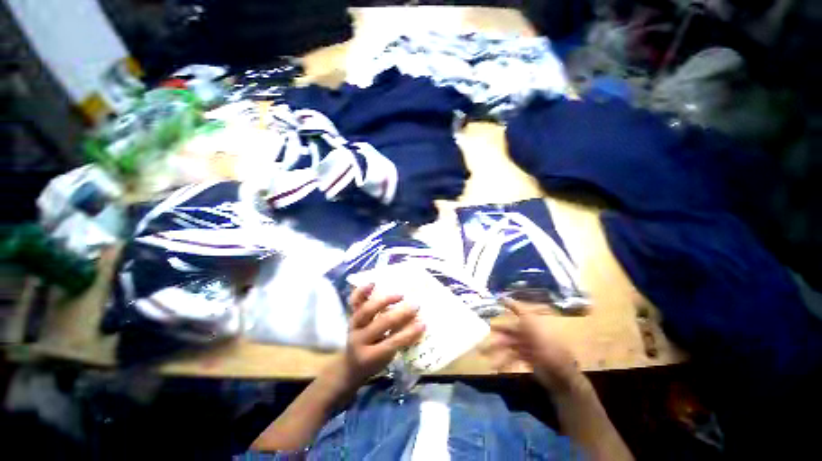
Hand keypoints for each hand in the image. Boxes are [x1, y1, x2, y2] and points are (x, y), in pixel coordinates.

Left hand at [341, 284, 425, 386]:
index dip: (408, 334)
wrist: (350, 365)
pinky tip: (373, 283)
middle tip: (415, 305)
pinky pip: (354, 302)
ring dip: (385, 301)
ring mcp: (353, 326)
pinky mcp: (350, 316)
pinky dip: (362, 291)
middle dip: (400, 314)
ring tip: (400, 295)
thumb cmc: (375, 362)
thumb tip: (418, 323)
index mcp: (370, 357)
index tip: (424, 324)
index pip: (392, 343)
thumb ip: (401, 342)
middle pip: (381, 324)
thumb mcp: (388, 359)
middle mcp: (359, 340)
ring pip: (367, 311)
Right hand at [481, 298, 583, 392]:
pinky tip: (494, 366)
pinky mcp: (526, 359)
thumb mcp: (532, 323)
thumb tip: (504, 297)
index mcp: (531, 323)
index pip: (518, 311)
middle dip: (497, 333)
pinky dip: (503, 361)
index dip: (510, 305)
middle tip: (484, 332)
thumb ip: (518, 309)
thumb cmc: (546, 344)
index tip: (498, 300)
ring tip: (482, 353)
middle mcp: (528, 333)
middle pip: (509, 331)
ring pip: (507, 345)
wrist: (560, 374)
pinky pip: (511, 358)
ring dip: (495, 349)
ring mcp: (527, 346)